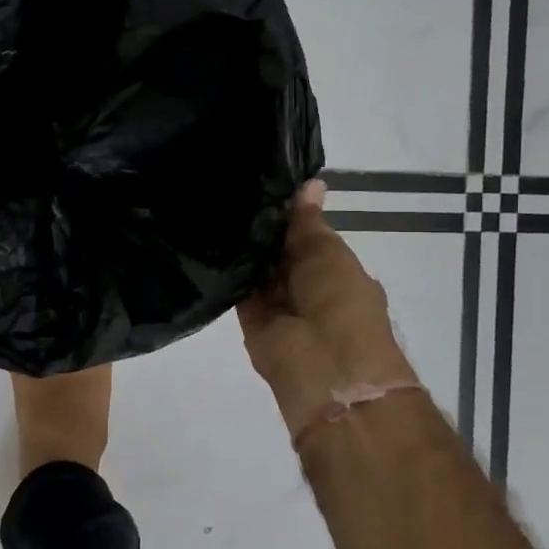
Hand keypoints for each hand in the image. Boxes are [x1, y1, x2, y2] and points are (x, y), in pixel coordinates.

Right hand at [237, 180, 415, 442]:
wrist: (325, 367)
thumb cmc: (341, 302)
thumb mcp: (328, 252)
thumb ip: (308, 222)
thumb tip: (310, 183)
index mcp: (333, 271)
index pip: (306, 235)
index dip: (288, 213)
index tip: (261, 181)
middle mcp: (305, 286)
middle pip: (278, 251)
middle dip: (262, 228)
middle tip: (230, 187)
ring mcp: (278, 305)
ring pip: (256, 269)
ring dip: (243, 247)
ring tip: (214, 204)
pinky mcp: (250, 320)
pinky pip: (237, 289)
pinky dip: (227, 269)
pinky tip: (207, 237)